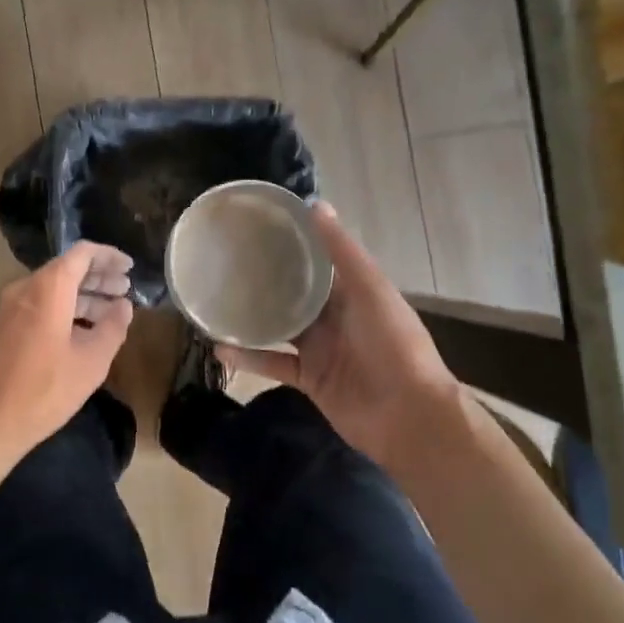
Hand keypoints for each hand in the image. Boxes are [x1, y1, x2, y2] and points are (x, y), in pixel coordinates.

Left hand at [0, 242, 134, 464]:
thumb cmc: (46, 388)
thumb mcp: (92, 360)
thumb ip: (113, 327)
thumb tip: (124, 306)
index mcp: (49, 288)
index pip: (82, 253)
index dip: (109, 256)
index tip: (130, 267)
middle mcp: (27, 288)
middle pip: (67, 269)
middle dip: (99, 278)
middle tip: (125, 289)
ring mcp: (12, 307)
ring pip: (54, 289)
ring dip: (84, 296)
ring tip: (112, 312)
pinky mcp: (6, 326)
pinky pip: (41, 305)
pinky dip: (66, 309)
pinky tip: (86, 330)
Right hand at [217, 202, 462, 473]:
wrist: (408, 418)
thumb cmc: (394, 345)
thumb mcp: (370, 290)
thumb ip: (342, 252)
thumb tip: (315, 205)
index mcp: (353, 292)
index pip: (318, 261)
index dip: (293, 244)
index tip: (257, 227)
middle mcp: (335, 317)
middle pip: (294, 293)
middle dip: (265, 279)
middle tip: (226, 261)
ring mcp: (320, 350)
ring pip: (278, 327)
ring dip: (251, 317)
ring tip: (215, 300)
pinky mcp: (308, 379)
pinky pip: (272, 363)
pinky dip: (248, 356)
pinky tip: (220, 347)